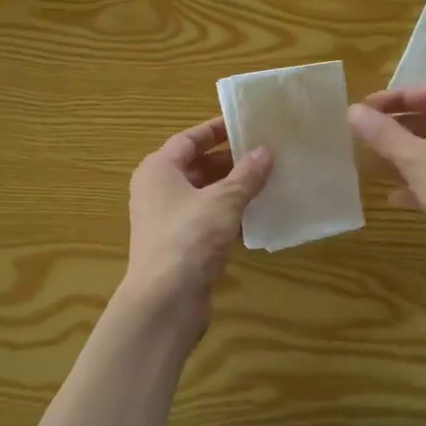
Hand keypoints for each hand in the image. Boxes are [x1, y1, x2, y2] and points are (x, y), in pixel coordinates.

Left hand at [124, 117, 272, 311]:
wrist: (165, 301)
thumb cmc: (189, 237)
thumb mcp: (224, 200)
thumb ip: (246, 175)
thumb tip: (266, 151)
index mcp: (158, 170)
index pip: (188, 139)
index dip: (216, 131)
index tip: (246, 124)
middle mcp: (157, 191)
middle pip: (196, 167)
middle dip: (230, 161)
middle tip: (265, 154)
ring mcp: (166, 221)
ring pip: (204, 196)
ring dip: (232, 190)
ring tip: (268, 181)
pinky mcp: (179, 247)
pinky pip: (206, 221)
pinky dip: (229, 216)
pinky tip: (257, 217)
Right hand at [349, 85, 425, 283]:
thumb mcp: (417, 161)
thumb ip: (384, 135)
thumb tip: (353, 111)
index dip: (394, 99)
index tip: (363, 110)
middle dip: (400, 128)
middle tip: (366, 136)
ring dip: (409, 155)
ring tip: (374, 163)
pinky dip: (425, 180)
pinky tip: (396, 196)